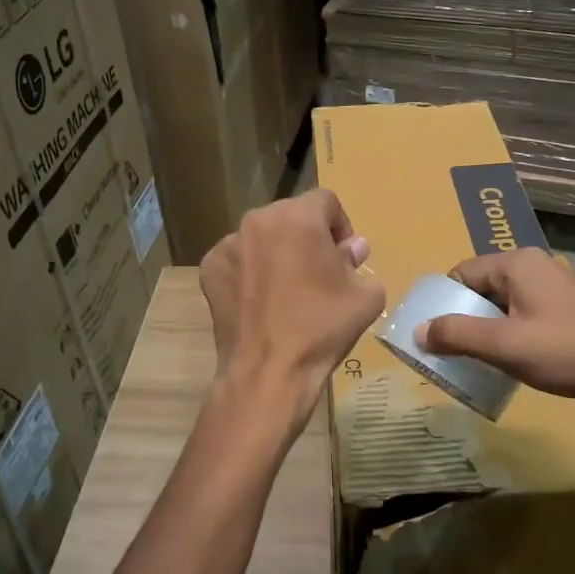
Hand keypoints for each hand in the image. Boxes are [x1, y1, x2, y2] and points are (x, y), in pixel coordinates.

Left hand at [198, 189, 384, 402]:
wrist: (269, 371)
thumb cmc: (322, 328)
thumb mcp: (365, 296)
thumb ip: (358, 262)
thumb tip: (350, 249)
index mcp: (299, 217)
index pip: (327, 201)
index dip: (341, 225)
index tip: (344, 256)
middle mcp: (259, 220)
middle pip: (292, 215)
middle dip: (308, 236)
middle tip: (318, 272)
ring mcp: (229, 243)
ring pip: (263, 236)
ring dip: (278, 251)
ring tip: (287, 289)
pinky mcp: (210, 268)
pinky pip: (239, 258)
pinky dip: (250, 271)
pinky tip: (261, 301)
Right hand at [417, 249, 574, 423]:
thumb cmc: (566, 352)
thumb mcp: (503, 345)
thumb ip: (456, 335)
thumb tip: (417, 332)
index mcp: (518, 263)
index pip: (462, 273)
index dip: (443, 303)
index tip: (432, 335)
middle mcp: (536, 268)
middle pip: (482, 289)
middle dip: (463, 319)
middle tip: (449, 353)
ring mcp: (556, 291)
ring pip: (504, 307)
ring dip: (487, 332)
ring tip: (475, 362)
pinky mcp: (570, 315)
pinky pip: (525, 319)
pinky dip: (510, 338)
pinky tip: (509, 365)